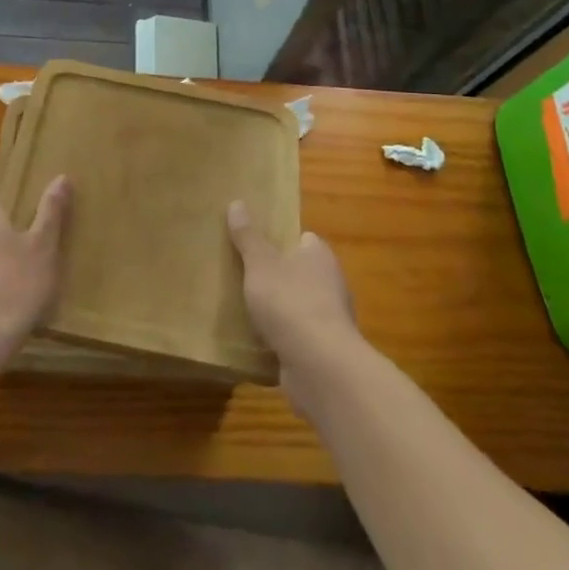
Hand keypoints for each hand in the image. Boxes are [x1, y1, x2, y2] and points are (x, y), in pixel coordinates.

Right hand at [226, 200, 360, 407]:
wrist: (320, 367)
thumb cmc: (290, 302)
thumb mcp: (260, 263)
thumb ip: (248, 236)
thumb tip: (237, 202)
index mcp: (320, 255)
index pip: (302, 239)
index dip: (280, 240)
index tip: (254, 245)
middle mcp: (331, 283)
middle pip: (299, 272)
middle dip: (276, 276)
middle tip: (242, 275)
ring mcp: (330, 319)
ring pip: (298, 305)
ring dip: (278, 310)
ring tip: (244, 308)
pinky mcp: (324, 350)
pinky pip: (297, 336)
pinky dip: (282, 337)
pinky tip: (258, 340)